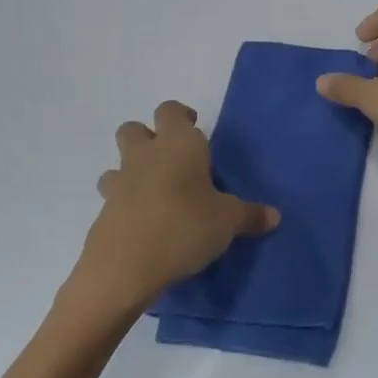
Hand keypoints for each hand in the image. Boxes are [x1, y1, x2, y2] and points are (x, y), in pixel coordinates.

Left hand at [69, 101, 278, 314]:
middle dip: (149, 137)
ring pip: (118, 162)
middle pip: (134, 129)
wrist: (125, 266)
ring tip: (156, 192)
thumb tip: (274, 216)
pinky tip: (146, 223)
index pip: (171, 111)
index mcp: (179, 145)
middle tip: (173, 159)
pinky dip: (127, 203)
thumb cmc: (185, 226)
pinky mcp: (104, 212)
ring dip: (133, 170)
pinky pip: (114, 197)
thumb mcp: (228, 222)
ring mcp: (120, 183)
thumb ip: (249, 215)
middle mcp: (145, 155)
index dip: (182, 117)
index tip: (195, 129)